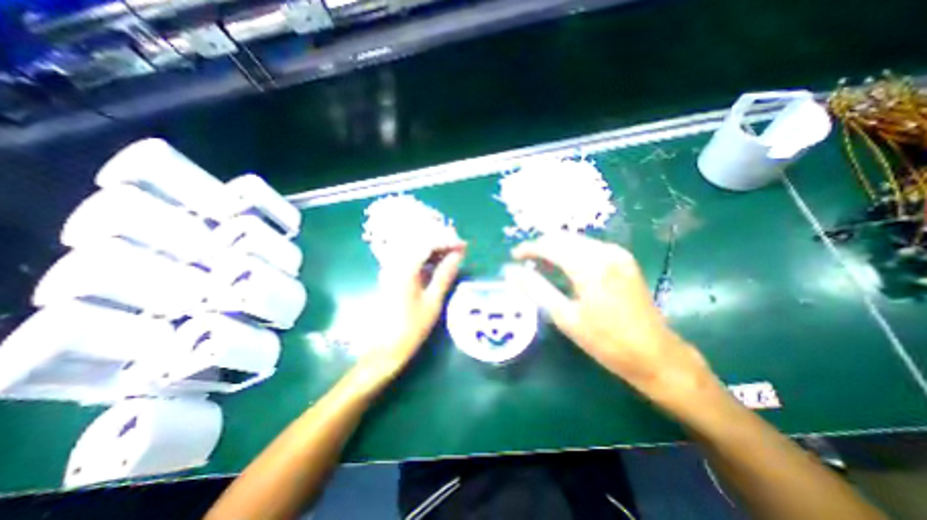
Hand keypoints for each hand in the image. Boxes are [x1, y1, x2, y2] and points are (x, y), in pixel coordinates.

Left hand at [354, 239, 472, 390]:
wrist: (384, 347)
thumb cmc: (411, 328)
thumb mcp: (433, 301)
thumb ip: (444, 275)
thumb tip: (458, 255)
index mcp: (405, 269)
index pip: (427, 243)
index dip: (447, 241)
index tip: (464, 246)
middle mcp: (395, 263)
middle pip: (419, 241)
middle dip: (441, 241)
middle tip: (460, 248)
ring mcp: (392, 268)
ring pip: (415, 248)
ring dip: (434, 248)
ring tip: (453, 254)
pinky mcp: (392, 275)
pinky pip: (411, 258)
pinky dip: (426, 257)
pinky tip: (437, 263)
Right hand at [510, 232, 711, 406]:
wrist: (655, 354)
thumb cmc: (606, 341)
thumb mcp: (564, 316)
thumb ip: (536, 288)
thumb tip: (511, 271)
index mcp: (589, 265)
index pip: (549, 246)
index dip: (528, 249)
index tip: (513, 258)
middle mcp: (605, 251)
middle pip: (562, 238)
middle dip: (540, 247)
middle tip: (525, 264)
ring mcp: (617, 253)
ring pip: (575, 241)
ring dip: (555, 249)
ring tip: (541, 267)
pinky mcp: (623, 260)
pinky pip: (588, 247)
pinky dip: (571, 253)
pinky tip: (564, 268)